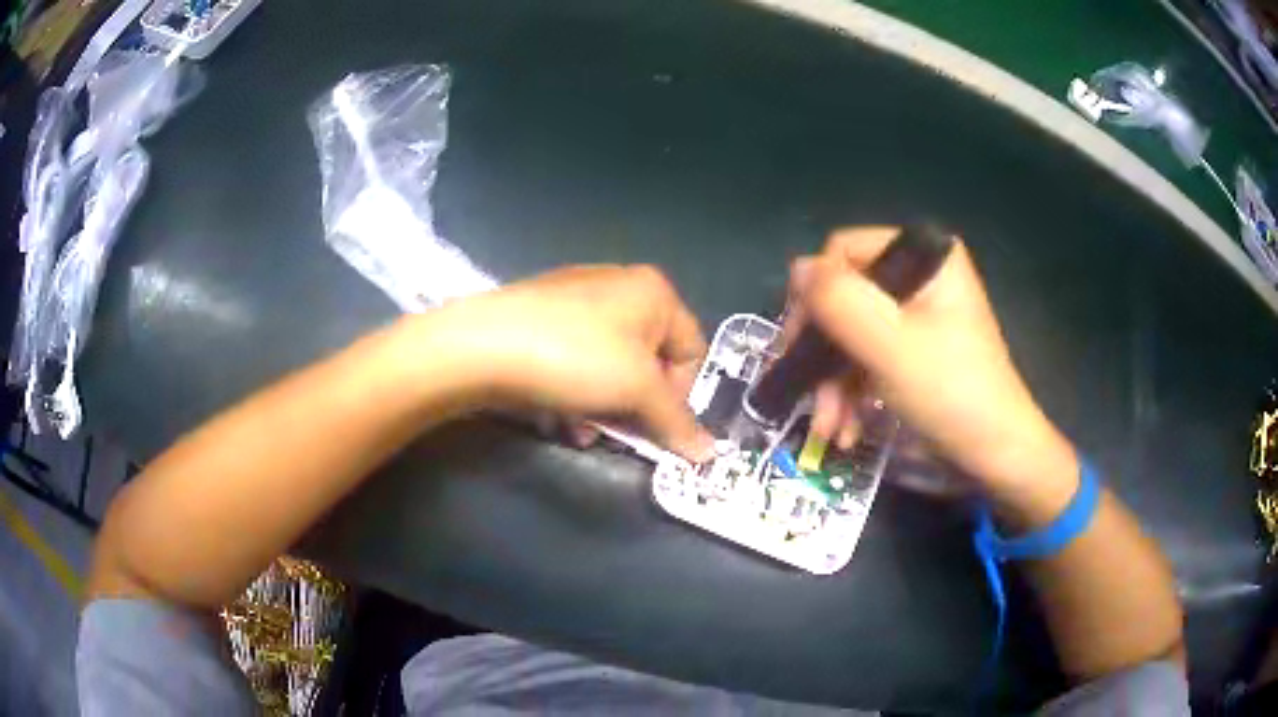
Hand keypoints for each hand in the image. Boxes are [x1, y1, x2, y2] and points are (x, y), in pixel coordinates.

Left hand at [423, 265, 715, 460]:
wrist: (482, 346)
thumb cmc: (575, 357)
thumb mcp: (636, 390)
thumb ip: (676, 422)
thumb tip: (710, 454)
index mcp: (653, 292)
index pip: (692, 352)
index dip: (681, 396)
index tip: (658, 428)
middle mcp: (619, 287)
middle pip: (650, 363)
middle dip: (636, 407)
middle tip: (618, 434)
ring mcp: (576, 301)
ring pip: (610, 368)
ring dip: (603, 408)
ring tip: (581, 431)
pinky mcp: (542, 319)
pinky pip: (576, 362)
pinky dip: (575, 393)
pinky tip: (558, 416)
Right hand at [787, 227, 1072, 490]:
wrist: (995, 454)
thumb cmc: (951, 393)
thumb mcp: (890, 344)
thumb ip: (839, 300)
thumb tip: (796, 270)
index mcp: (924, 256)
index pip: (843, 253)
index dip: (814, 296)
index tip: (796, 348)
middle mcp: (919, 275)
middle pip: (844, 298)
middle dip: (822, 356)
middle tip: (806, 399)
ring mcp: (917, 314)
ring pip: (851, 334)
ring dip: (832, 385)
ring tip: (827, 430)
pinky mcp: (914, 349)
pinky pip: (867, 356)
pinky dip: (851, 393)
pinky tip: (844, 430)